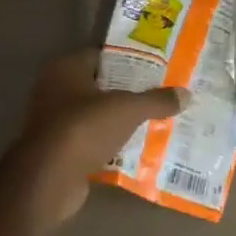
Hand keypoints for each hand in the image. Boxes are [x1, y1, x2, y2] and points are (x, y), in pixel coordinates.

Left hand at [17, 50, 186, 223]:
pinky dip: (110, 144)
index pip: (102, 56)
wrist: (49, 179)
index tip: (156, 68)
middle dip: (128, 92)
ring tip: (155, 122)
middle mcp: (54, 89)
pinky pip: (91, 141)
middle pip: (100, 86)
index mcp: (66, 68)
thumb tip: (186, 94)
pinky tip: (136, 148)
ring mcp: (53, 122)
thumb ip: (156, 100)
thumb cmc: (85, 128)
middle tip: (161, 95)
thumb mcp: (128, 109)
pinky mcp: (57, 150)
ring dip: (120, 121)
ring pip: (96, 115)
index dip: (129, 60)